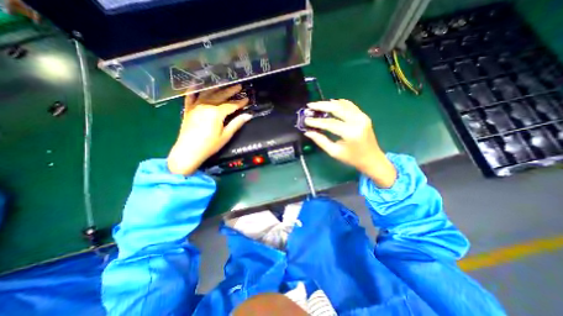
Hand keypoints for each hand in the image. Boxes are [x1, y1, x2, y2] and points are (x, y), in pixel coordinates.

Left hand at [166, 86, 251, 176]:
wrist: (188, 151)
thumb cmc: (210, 145)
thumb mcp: (226, 136)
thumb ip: (236, 123)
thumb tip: (248, 115)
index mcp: (216, 113)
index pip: (231, 105)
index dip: (240, 102)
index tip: (247, 99)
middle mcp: (206, 106)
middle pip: (220, 96)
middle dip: (230, 91)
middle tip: (239, 86)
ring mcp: (195, 106)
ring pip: (207, 93)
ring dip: (217, 88)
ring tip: (224, 83)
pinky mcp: (188, 109)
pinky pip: (190, 96)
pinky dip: (193, 89)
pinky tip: (196, 83)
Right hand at [303, 99, 394, 187]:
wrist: (372, 159)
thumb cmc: (352, 158)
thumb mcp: (334, 152)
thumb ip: (321, 141)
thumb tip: (308, 132)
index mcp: (350, 133)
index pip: (330, 123)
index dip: (316, 121)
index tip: (306, 120)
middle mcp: (357, 121)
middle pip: (337, 109)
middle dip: (321, 106)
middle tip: (309, 106)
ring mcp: (362, 117)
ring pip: (343, 104)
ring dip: (329, 103)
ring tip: (317, 104)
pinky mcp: (363, 116)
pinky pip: (350, 105)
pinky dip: (339, 103)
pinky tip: (331, 103)